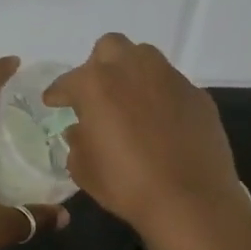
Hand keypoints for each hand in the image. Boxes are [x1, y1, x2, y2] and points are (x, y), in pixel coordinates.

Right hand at [44, 34, 248, 247]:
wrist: (191, 201)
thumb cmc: (128, 185)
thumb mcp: (85, 170)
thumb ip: (76, 142)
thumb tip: (80, 129)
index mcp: (96, 84)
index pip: (68, 81)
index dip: (58, 93)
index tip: (53, 102)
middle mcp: (132, 69)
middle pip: (110, 48)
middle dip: (99, 65)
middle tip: (97, 94)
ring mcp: (169, 78)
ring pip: (145, 58)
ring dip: (132, 73)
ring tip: (130, 102)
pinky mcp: (197, 94)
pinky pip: (171, 84)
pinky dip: (161, 96)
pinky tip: (161, 122)